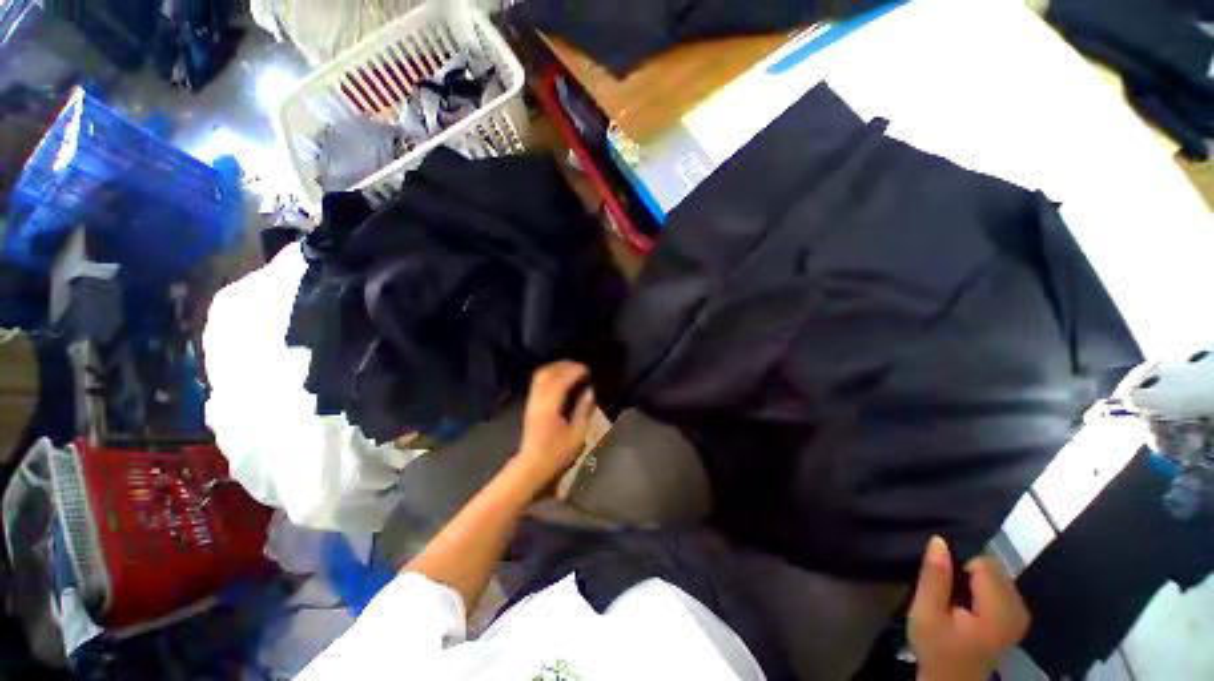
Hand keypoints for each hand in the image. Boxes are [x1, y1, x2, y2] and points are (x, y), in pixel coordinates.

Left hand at [512, 361, 596, 489]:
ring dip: (557, 368)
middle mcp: (538, 400)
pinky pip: (539, 380)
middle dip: (565, 365)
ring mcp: (531, 400)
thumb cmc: (557, 453)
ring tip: (573, 369)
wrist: (532, 465)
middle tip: (582, 367)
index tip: (588, 369)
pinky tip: (562, 377)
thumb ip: (584, 410)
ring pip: (541, 374)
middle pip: (547, 373)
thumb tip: (590, 390)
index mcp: (549, 408)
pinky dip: (551, 373)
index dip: (574, 371)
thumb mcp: (577, 435)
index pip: (559, 380)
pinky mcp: (530, 403)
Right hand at [909, 536, 1029, 680]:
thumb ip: (934, 577)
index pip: (984, 564)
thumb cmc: (936, 648)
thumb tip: (939, 540)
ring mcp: (1021, 614)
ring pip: (997, 574)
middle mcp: (1018, 609)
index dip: (958, 566)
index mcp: (999, 612)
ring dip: (974, 579)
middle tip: (948, 594)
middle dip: (967, 572)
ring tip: (956, 599)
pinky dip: (982, 587)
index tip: (943, 584)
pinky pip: (1000, 585)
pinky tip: (969, 605)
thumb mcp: (926, 613)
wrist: (952, 680)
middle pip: (993, 567)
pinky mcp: (1017, 617)